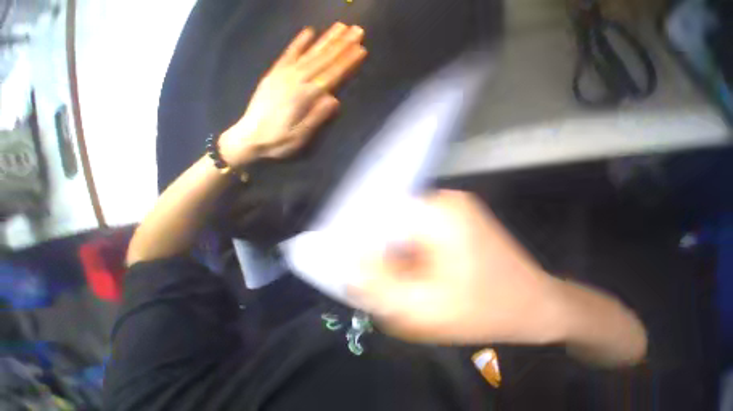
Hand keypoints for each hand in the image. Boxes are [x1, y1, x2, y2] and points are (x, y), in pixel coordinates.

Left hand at [218, 23, 367, 166]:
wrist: (249, 137)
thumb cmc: (280, 141)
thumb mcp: (302, 136)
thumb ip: (317, 117)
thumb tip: (335, 100)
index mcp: (305, 96)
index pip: (332, 75)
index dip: (347, 62)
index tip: (361, 49)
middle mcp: (296, 79)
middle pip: (323, 59)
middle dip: (342, 44)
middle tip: (357, 30)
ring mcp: (283, 74)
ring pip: (309, 52)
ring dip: (326, 38)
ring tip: (340, 26)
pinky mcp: (274, 73)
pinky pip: (288, 53)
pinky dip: (299, 41)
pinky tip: (309, 31)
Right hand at [349, 190, 566, 344]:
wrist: (536, 305)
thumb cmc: (487, 310)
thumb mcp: (426, 308)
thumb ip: (381, 286)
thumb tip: (349, 266)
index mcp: (438, 213)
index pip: (380, 212)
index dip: (360, 235)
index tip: (352, 260)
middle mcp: (443, 199)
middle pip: (391, 216)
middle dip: (378, 245)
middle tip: (375, 273)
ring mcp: (450, 205)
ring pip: (403, 222)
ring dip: (394, 246)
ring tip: (398, 272)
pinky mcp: (452, 214)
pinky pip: (416, 225)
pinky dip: (408, 244)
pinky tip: (414, 266)